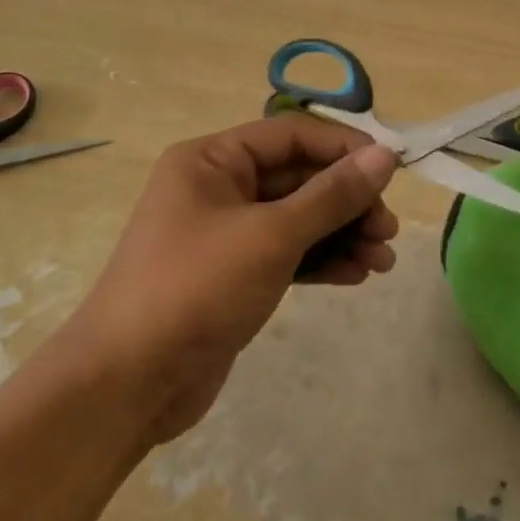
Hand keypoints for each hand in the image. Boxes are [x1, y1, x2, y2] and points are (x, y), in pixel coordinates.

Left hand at [66, 114, 399, 442]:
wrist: (128, 384)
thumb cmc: (196, 288)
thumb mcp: (271, 235)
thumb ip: (332, 195)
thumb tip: (385, 155)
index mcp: (213, 160)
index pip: (292, 136)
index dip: (344, 148)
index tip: (392, 168)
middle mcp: (219, 189)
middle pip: (299, 179)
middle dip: (348, 202)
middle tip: (388, 230)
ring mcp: (226, 234)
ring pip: (298, 220)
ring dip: (342, 234)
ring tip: (384, 260)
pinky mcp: (234, 276)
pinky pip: (288, 254)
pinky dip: (322, 261)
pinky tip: (357, 275)